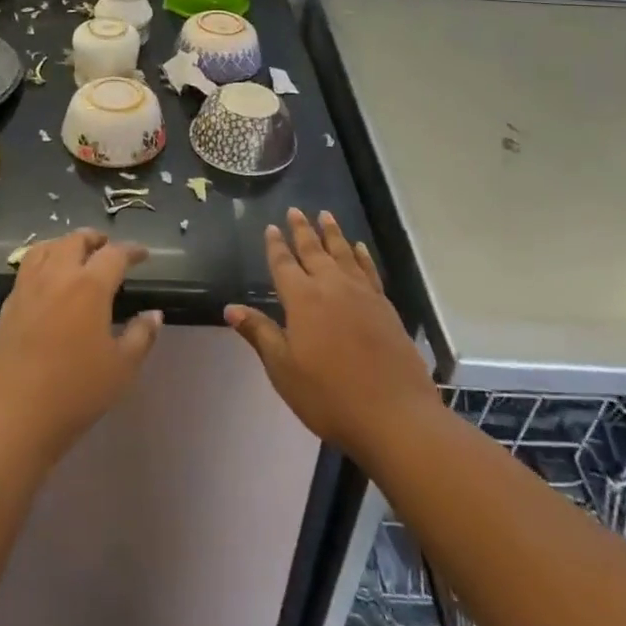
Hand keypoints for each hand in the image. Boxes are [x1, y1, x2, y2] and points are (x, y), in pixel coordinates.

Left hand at [0, 230, 162, 466]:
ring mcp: (27, 288)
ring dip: (65, 243)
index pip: (114, 254)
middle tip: (107, 246)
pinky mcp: (7, 305)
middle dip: (95, 239)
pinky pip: (27, 267)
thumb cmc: (74, 394)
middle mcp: (57, 276)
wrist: (11, 419)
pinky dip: (42, 260)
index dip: (132, 251)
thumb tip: (154, 314)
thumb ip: (141, 337)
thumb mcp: (121, 370)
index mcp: (89, 286)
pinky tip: (48, 280)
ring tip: (75, 253)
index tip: (143, 254)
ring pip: (46, 247)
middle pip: (75, 241)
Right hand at [226, 208, 438, 461]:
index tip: (272, 227)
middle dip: (302, 230)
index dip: (276, 246)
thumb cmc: (329, 396)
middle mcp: (331, 286)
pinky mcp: (385, 306)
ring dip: (332, 233)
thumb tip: (230, 308)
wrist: (394, 415)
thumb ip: (259, 333)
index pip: (284, 264)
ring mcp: (362, 294)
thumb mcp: (284, 369)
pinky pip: (368, 270)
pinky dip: (361, 255)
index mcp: (302, 299)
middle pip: (314, 250)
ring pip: (343, 253)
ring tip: (325, 215)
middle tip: (296, 210)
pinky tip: (359, 248)